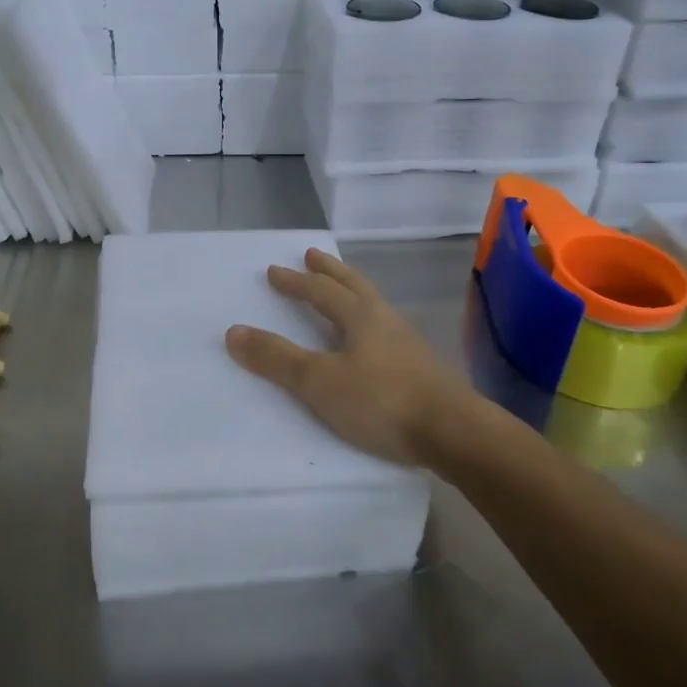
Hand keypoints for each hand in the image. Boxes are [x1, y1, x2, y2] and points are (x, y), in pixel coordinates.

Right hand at [225, 248, 473, 466]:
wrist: (453, 431)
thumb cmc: (381, 401)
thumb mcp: (319, 381)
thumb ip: (278, 358)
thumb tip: (233, 331)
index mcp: (360, 316)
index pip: (320, 290)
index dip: (295, 282)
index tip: (275, 271)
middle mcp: (385, 319)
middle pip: (354, 285)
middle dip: (330, 271)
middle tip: (314, 255)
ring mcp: (407, 341)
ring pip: (374, 304)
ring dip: (353, 290)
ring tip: (342, 289)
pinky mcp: (421, 365)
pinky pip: (386, 328)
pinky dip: (369, 319)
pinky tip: (372, 338)